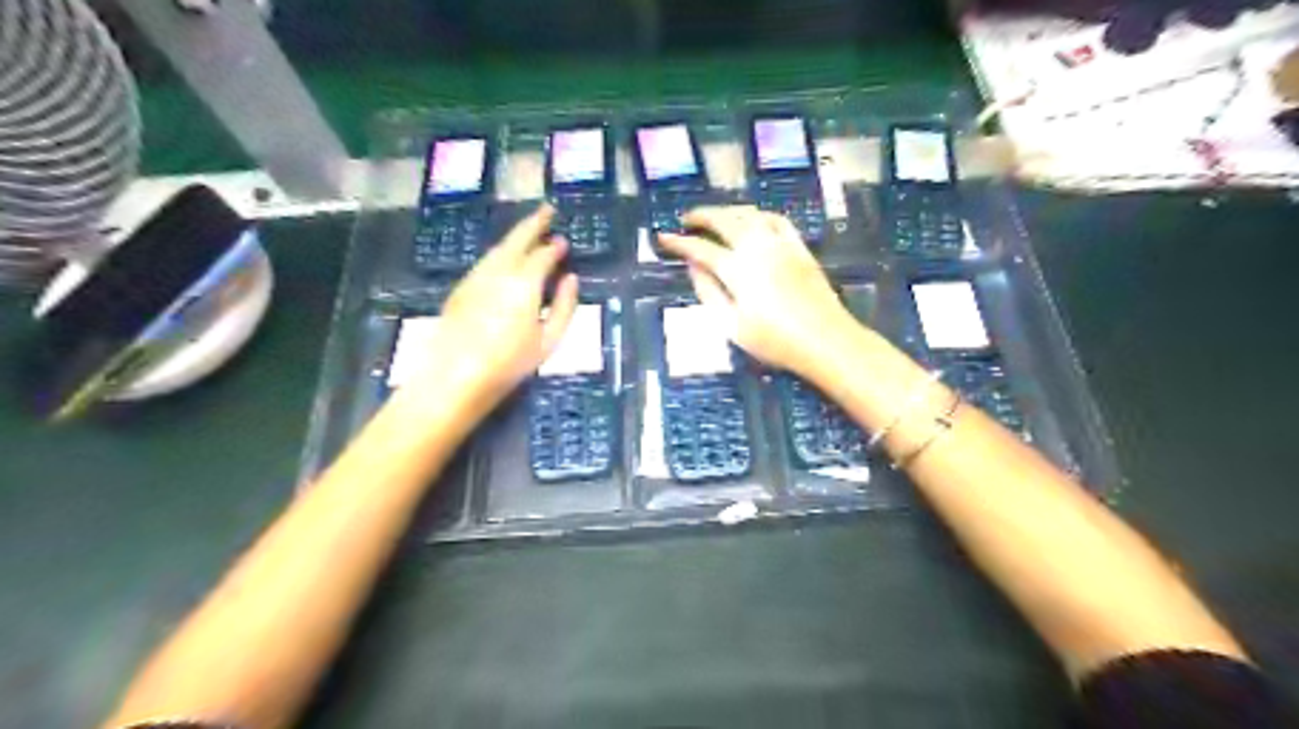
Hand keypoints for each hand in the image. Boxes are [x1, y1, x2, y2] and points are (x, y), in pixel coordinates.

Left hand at [410, 205, 576, 406]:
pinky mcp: (461, 288)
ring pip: (498, 248)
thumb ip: (565, 306)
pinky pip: (486, 261)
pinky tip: (506, 260)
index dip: (554, 247)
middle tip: (547, 210)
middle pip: (517, 239)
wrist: (455, 376)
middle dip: (534, 223)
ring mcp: (476, 277)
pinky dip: (501, 254)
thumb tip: (571, 279)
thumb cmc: (510, 363)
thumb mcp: (549, 340)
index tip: (563, 242)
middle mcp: (499, 271)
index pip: (543, 254)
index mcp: (525, 282)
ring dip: (515, 237)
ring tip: (529, 232)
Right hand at [662, 202, 859, 377]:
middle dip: (702, 216)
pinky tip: (753, 220)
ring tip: (715, 217)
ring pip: (750, 214)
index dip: (679, 243)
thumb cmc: (775, 341)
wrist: (825, 340)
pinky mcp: (799, 247)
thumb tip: (694, 268)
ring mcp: (781, 244)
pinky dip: (758, 214)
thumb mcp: (732, 326)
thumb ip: (709, 293)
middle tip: (686, 219)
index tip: (663, 238)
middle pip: (725, 221)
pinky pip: (776, 219)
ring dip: (728, 211)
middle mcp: (757, 248)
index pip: (700, 249)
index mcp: (737, 269)